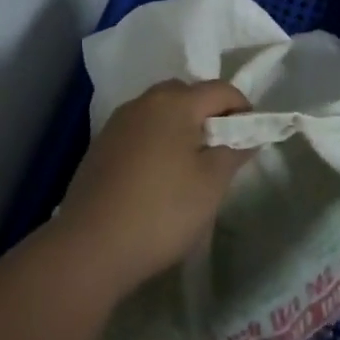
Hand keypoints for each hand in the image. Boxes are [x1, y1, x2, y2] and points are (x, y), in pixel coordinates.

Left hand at [53, 79, 254, 294]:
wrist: (88, 249)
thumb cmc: (161, 211)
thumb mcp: (212, 184)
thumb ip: (235, 151)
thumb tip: (248, 135)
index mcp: (176, 102)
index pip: (221, 90)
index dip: (243, 110)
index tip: (251, 139)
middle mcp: (145, 101)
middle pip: (188, 94)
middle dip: (209, 114)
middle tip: (220, 150)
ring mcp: (118, 123)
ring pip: (161, 111)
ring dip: (180, 127)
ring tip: (189, 165)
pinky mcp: (100, 147)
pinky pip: (140, 131)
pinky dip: (156, 142)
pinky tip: (156, 177)